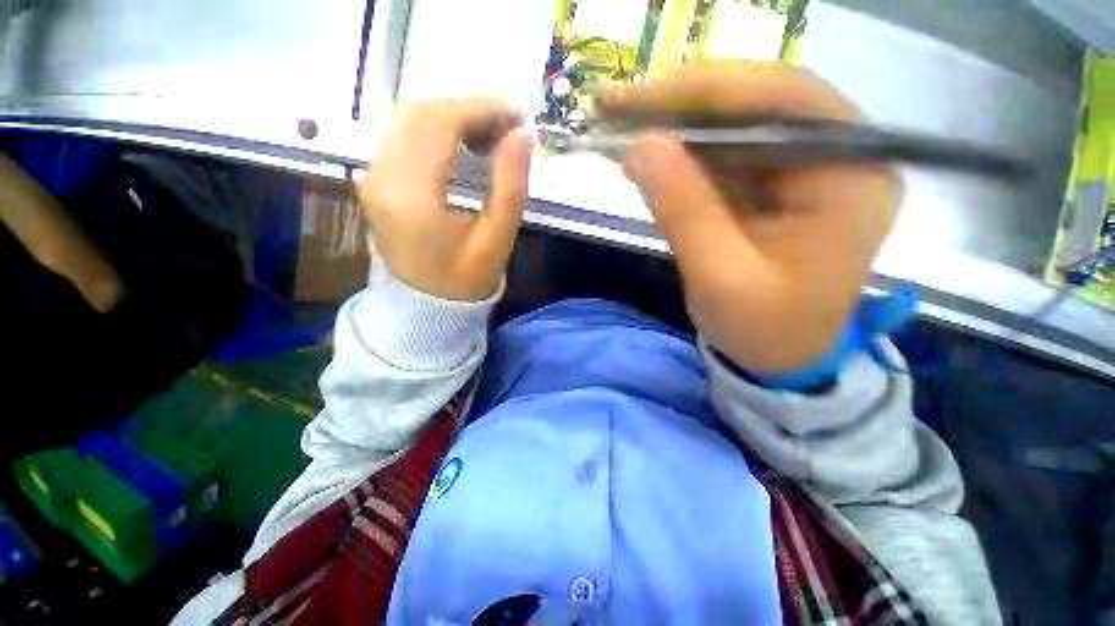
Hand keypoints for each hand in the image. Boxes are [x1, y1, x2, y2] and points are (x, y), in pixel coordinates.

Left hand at [360, 98, 532, 301]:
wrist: (426, 306)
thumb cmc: (466, 280)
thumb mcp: (498, 239)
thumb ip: (511, 186)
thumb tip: (523, 135)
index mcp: (412, 195)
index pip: (441, 122)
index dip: (482, 108)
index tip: (517, 115)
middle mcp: (381, 176)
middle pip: (422, 112)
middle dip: (470, 109)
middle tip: (507, 128)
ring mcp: (373, 176)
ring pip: (410, 118)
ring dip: (453, 117)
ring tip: (490, 137)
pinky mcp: (376, 180)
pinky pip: (403, 135)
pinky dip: (436, 129)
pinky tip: (463, 145)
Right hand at [600, 61, 898, 374]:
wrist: (782, 358)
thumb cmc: (763, 331)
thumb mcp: (720, 278)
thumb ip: (684, 210)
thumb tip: (640, 146)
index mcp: (850, 176)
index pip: (780, 101)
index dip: (704, 91)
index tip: (637, 100)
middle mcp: (840, 155)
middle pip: (758, 101)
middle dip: (683, 103)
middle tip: (618, 108)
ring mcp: (808, 166)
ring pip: (737, 123)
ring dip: (677, 125)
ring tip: (623, 129)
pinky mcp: (779, 182)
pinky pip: (728, 152)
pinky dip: (684, 153)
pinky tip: (650, 157)